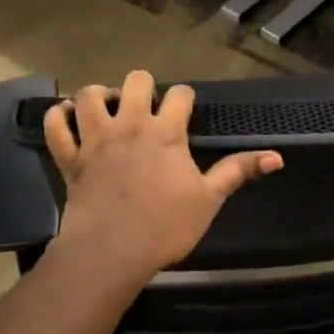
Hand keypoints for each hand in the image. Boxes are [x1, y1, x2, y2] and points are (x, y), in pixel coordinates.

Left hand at [44, 70, 281, 285]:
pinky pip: (55, 126)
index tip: (186, 110)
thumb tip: (278, 156)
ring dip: (99, 95)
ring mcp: (96, 139)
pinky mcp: (70, 158)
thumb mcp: (209, 199)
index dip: (185, 98)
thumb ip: (239, 171)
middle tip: (146, 106)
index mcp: (166, 132)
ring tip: (108, 107)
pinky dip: (58, 116)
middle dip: (142, 86)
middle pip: (135, 81)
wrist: (111, 253)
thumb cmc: (165, 226)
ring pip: (90, 95)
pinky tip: (68, 117)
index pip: (180, 94)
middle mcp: (130, 125)